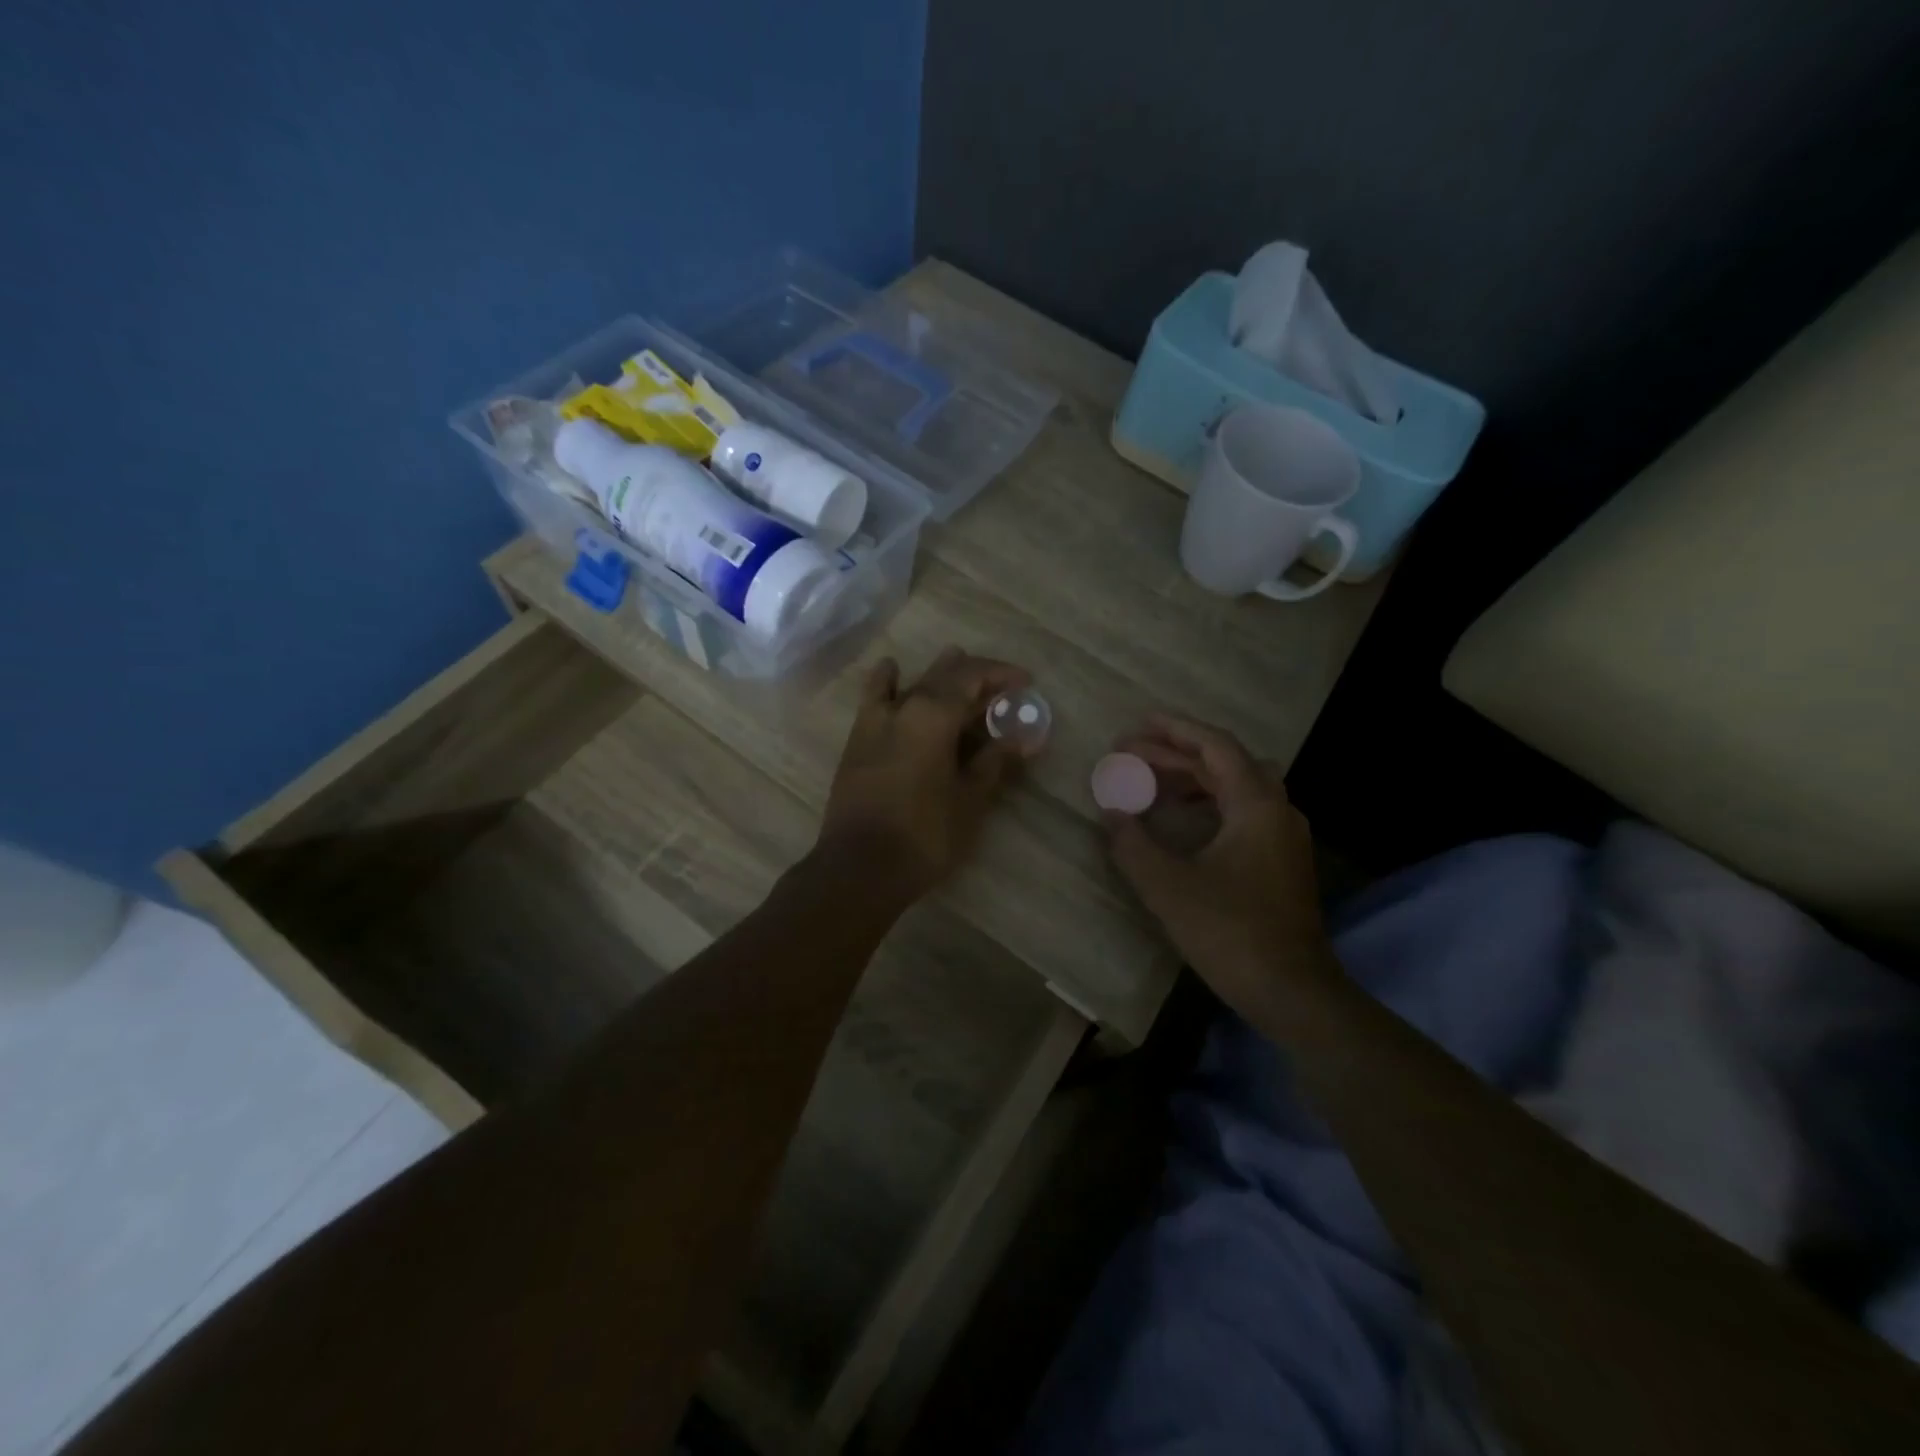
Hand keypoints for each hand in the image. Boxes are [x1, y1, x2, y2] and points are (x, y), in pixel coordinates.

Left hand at [818, 647, 1029, 904]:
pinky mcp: (857, 741)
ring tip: (955, 660)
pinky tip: (890, 669)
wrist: (860, 867)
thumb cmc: (925, 834)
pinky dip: (886, 681)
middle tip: (1000, 685)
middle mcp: (903, 707)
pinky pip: (874, 698)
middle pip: (943, 676)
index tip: (1025, 681)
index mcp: (933, 715)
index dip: (1001, 674)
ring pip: (910, 683)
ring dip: (936, 673)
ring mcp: (875, 722)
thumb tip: (1021, 738)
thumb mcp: (969, 799)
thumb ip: (994, 762)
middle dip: (974, 675)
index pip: (972, 677)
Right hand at [1104, 714, 1337, 1018]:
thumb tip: (1111, 813)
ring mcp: (1284, 836)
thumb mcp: (1167, 886)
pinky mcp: (1282, 860)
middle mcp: (1277, 810)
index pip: (1216, 746)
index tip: (1138, 723)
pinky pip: (1243, 811)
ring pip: (1237, 787)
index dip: (1175, 729)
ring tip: (1151, 781)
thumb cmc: (1229, 931)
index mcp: (1256, 805)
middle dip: (1178, 753)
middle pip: (1226, 762)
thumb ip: (1133, 843)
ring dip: (1194, 777)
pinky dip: (1210, 802)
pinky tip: (1181, 819)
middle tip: (1133, 754)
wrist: (1291, 990)